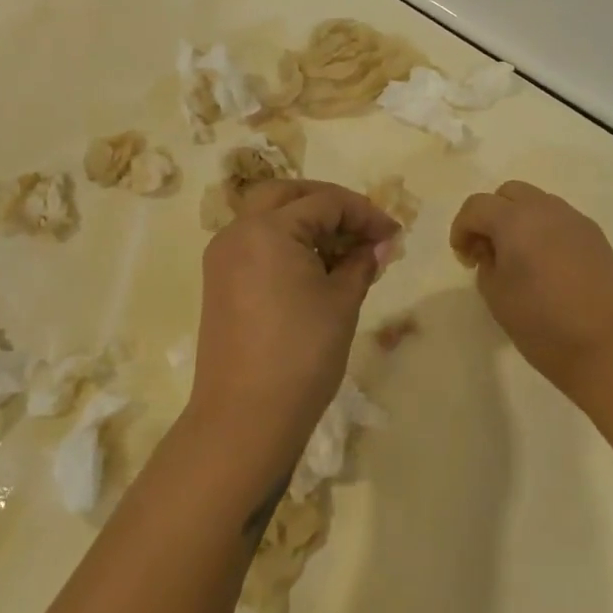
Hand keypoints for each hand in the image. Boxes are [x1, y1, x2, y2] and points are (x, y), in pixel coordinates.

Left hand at [191, 179, 400, 467]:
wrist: (245, 418)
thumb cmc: (301, 354)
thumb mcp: (341, 303)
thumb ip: (361, 263)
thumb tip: (380, 245)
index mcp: (267, 229)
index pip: (325, 203)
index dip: (365, 214)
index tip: (394, 235)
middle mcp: (238, 232)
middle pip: (288, 195)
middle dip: (329, 204)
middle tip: (362, 228)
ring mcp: (223, 257)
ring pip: (267, 217)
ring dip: (305, 222)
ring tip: (343, 251)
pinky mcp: (219, 282)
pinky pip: (255, 243)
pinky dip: (285, 243)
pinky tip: (314, 268)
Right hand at [450, 181, 612, 397]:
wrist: (608, 348)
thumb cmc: (542, 325)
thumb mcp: (496, 296)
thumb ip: (486, 263)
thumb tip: (492, 251)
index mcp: (515, 221)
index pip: (477, 206)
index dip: (461, 228)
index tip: (464, 259)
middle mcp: (546, 210)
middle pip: (508, 193)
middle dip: (491, 215)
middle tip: (488, 251)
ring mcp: (575, 220)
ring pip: (537, 202)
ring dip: (519, 220)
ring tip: (519, 258)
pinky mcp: (596, 236)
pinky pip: (560, 220)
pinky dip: (544, 231)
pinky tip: (546, 265)